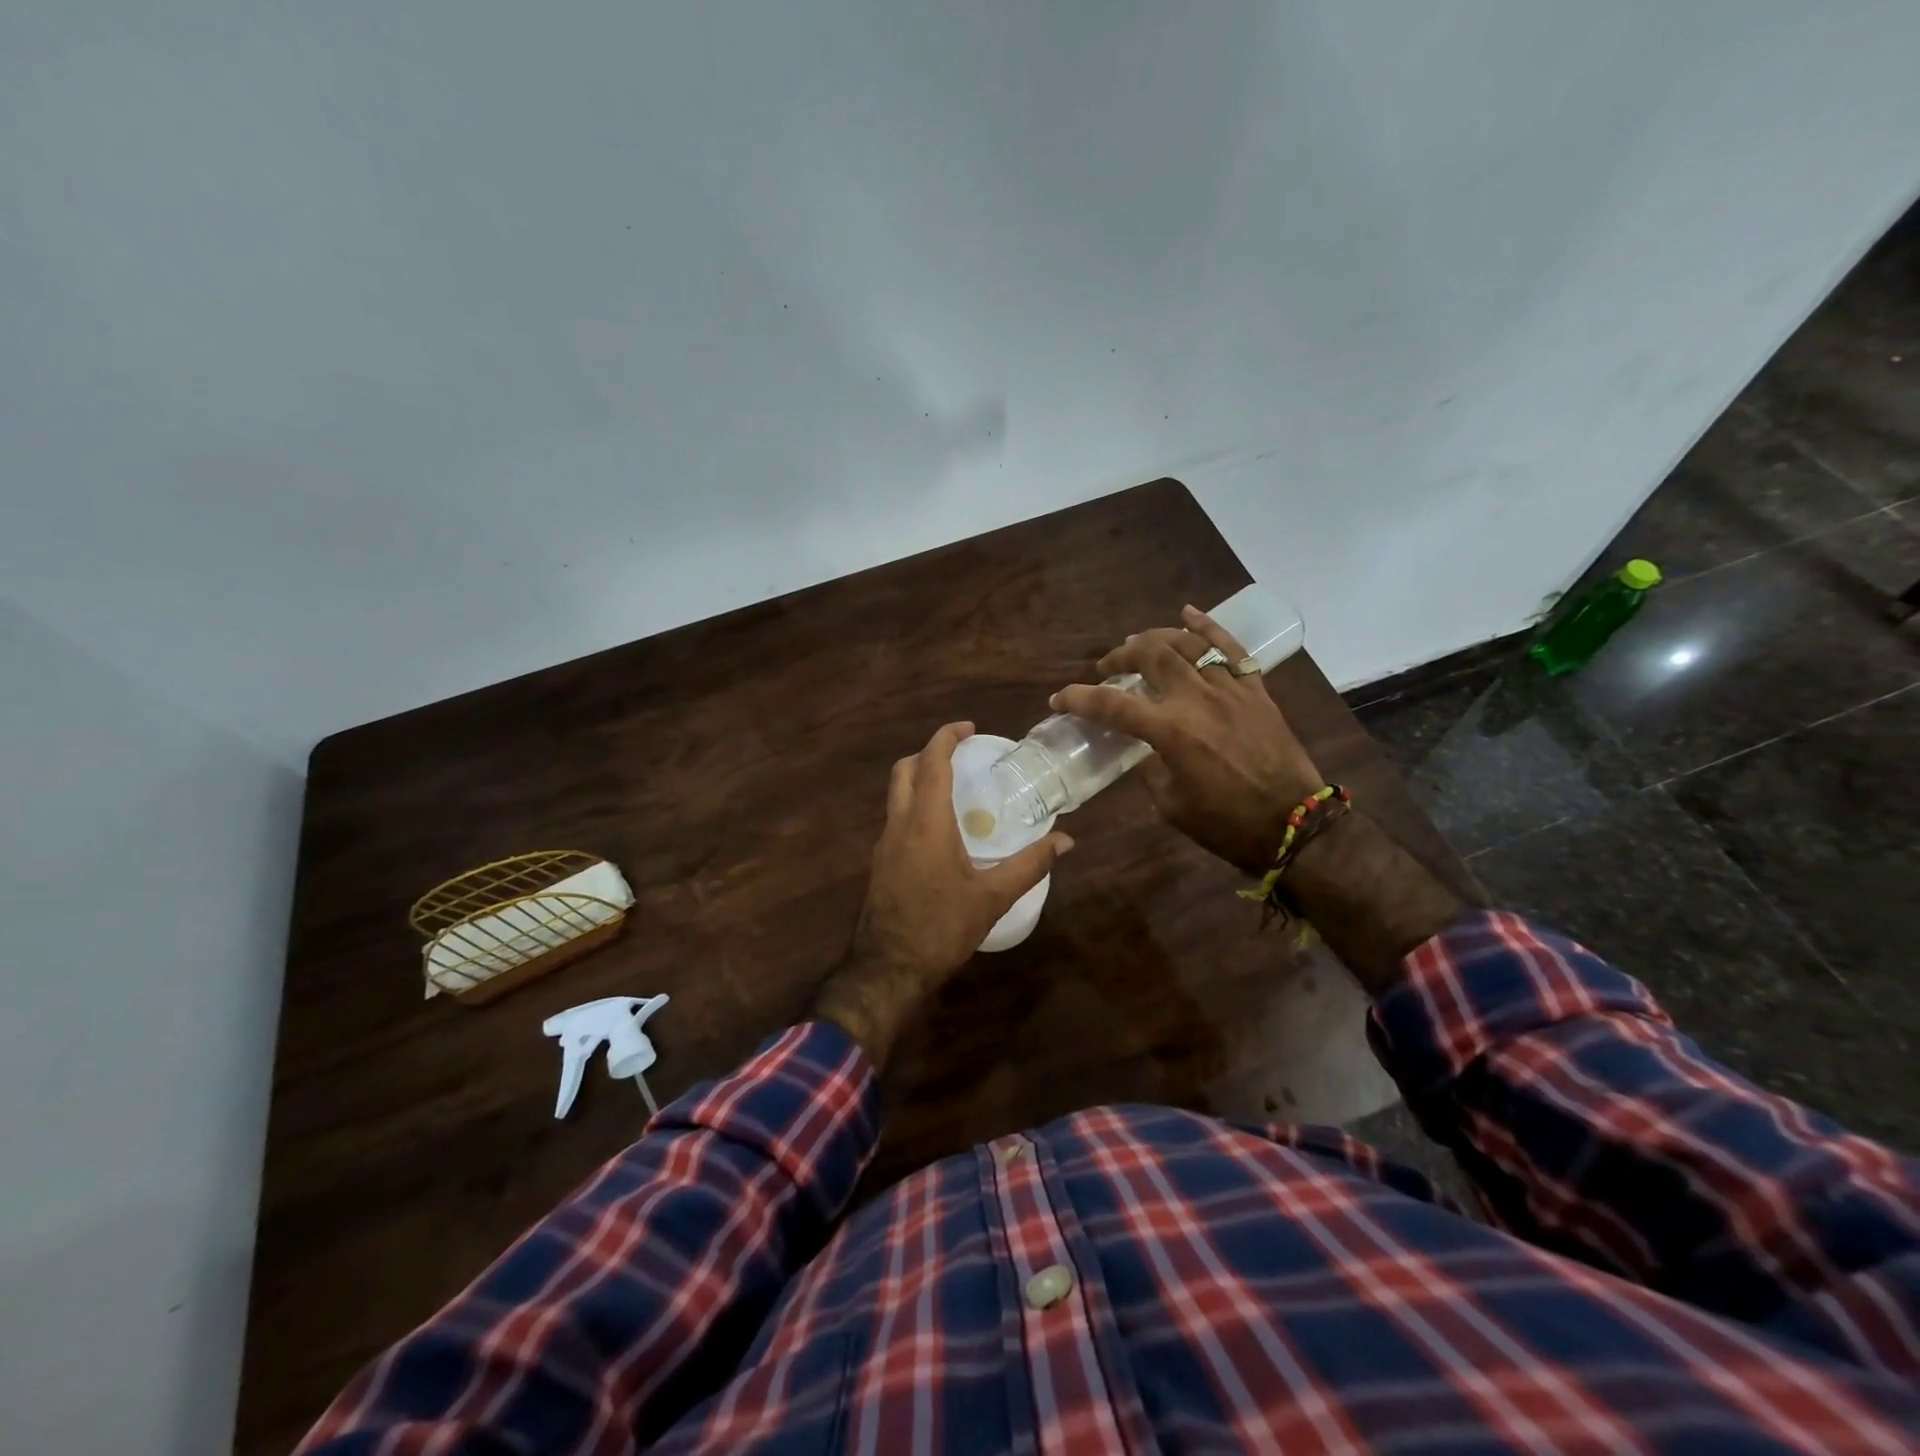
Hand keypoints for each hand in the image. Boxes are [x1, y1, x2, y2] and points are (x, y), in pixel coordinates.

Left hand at [810, 722, 1072, 1068]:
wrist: (888, 969)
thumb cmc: (942, 928)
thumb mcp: (993, 897)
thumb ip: (1030, 865)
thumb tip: (1065, 841)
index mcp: (926, 823)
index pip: (932, 762)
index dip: (947, 737)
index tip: (969, 728)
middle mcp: (899, 825)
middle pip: (905, 770)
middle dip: (930, 753)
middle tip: (962, 755)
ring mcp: (884, 844)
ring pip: (896, 794)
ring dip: (920, 779)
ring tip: (956, 789)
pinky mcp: (879, 863)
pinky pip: (896, 818)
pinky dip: (915, 805)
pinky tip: (941, 830)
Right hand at [1052, 605, 1322, 875]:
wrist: (1292, 825)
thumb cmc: (1225, 823)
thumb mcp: (1170, 804)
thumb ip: (1150, 768)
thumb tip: (1144, 749)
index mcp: (1171, 732)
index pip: (1112, 706)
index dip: (1080, 698)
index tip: (1060, 698)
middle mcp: (1197, 700)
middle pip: (1150, 656)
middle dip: (1120, 656)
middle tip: (1108, 666)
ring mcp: (1229, 689)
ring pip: (1188, 644)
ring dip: (1156, 638)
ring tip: (1139, 643)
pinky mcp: (1255, 689)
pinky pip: (1231, 647)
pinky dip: (1208, 627)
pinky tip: (1188, 614)